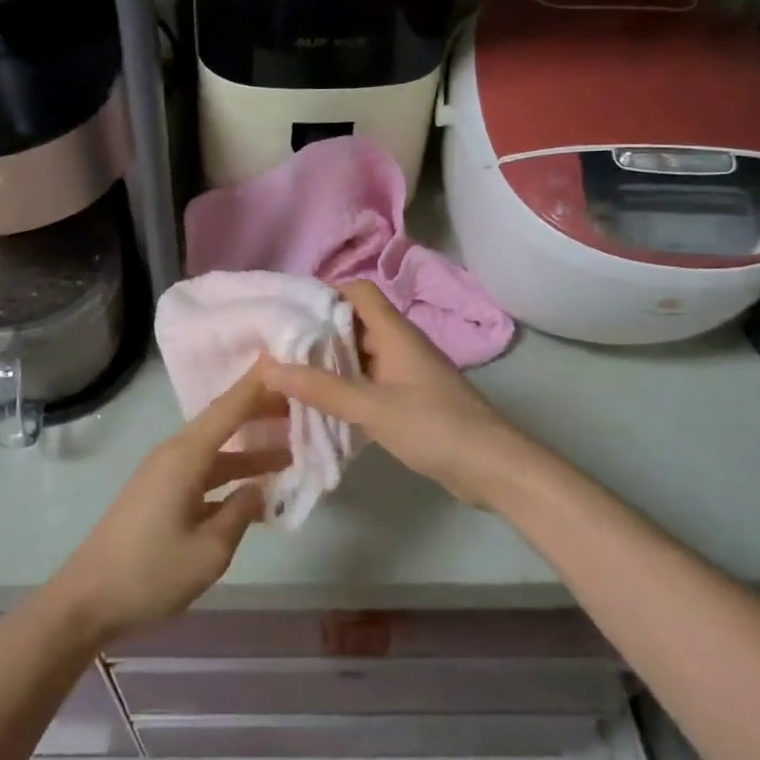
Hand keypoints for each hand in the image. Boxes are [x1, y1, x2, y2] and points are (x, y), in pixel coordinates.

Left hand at [48, 366, 280, 645]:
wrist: (87, 600)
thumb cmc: (150, 573)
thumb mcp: (209, 551)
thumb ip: (240, 514)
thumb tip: (259, 490)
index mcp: (184, 456)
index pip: (228, 408)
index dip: (257, 384)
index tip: (285, 361)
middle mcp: (174, 455)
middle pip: (223, 422)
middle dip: (259, 411)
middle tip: (300, 405)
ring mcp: (165, 475)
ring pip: (216, 450)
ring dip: (249, 449)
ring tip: (290, 449)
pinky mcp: (160, 494)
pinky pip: (204, 472)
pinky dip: (231, 475)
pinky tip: (255, 489)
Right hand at [257, 281, 523, 509]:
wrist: (492, 467)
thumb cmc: (433, 425)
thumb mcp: (371, 406)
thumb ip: (320, 387)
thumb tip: (267, 366)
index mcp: (395, 332)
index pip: (358, 292)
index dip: (325, 293)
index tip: (289, 310)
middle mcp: (401, 345)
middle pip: (355, 323)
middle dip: (319, 331)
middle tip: (279, 346)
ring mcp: (407, 373)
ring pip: (361, 355)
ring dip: (330, 362)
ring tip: (291, 375)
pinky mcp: (411, 400)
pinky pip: (370, 382)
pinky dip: (346, 387)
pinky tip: (322, 405)